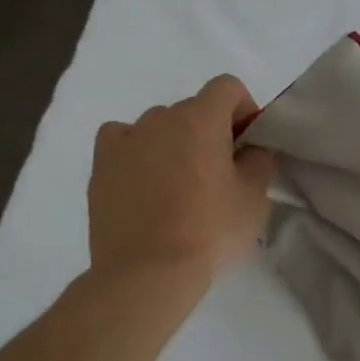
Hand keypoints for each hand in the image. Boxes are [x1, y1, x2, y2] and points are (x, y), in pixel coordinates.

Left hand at [88, 75, 276, 281]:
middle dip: (211, 130)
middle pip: (194, 108)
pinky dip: (138, 150)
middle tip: (220, 171)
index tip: (248, 144)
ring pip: (159, 125)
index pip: (227, 87)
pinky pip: (123, 140)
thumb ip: (259, 160)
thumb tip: (250, 149)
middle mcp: (160, 117)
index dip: (244, 109)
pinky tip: (145, 179)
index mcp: (201, 118)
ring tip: (179, 183)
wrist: (147, 273)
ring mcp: (125, 139)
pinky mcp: (100, 165)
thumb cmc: (210, 231)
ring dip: (175, 141)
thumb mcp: (255, 196)